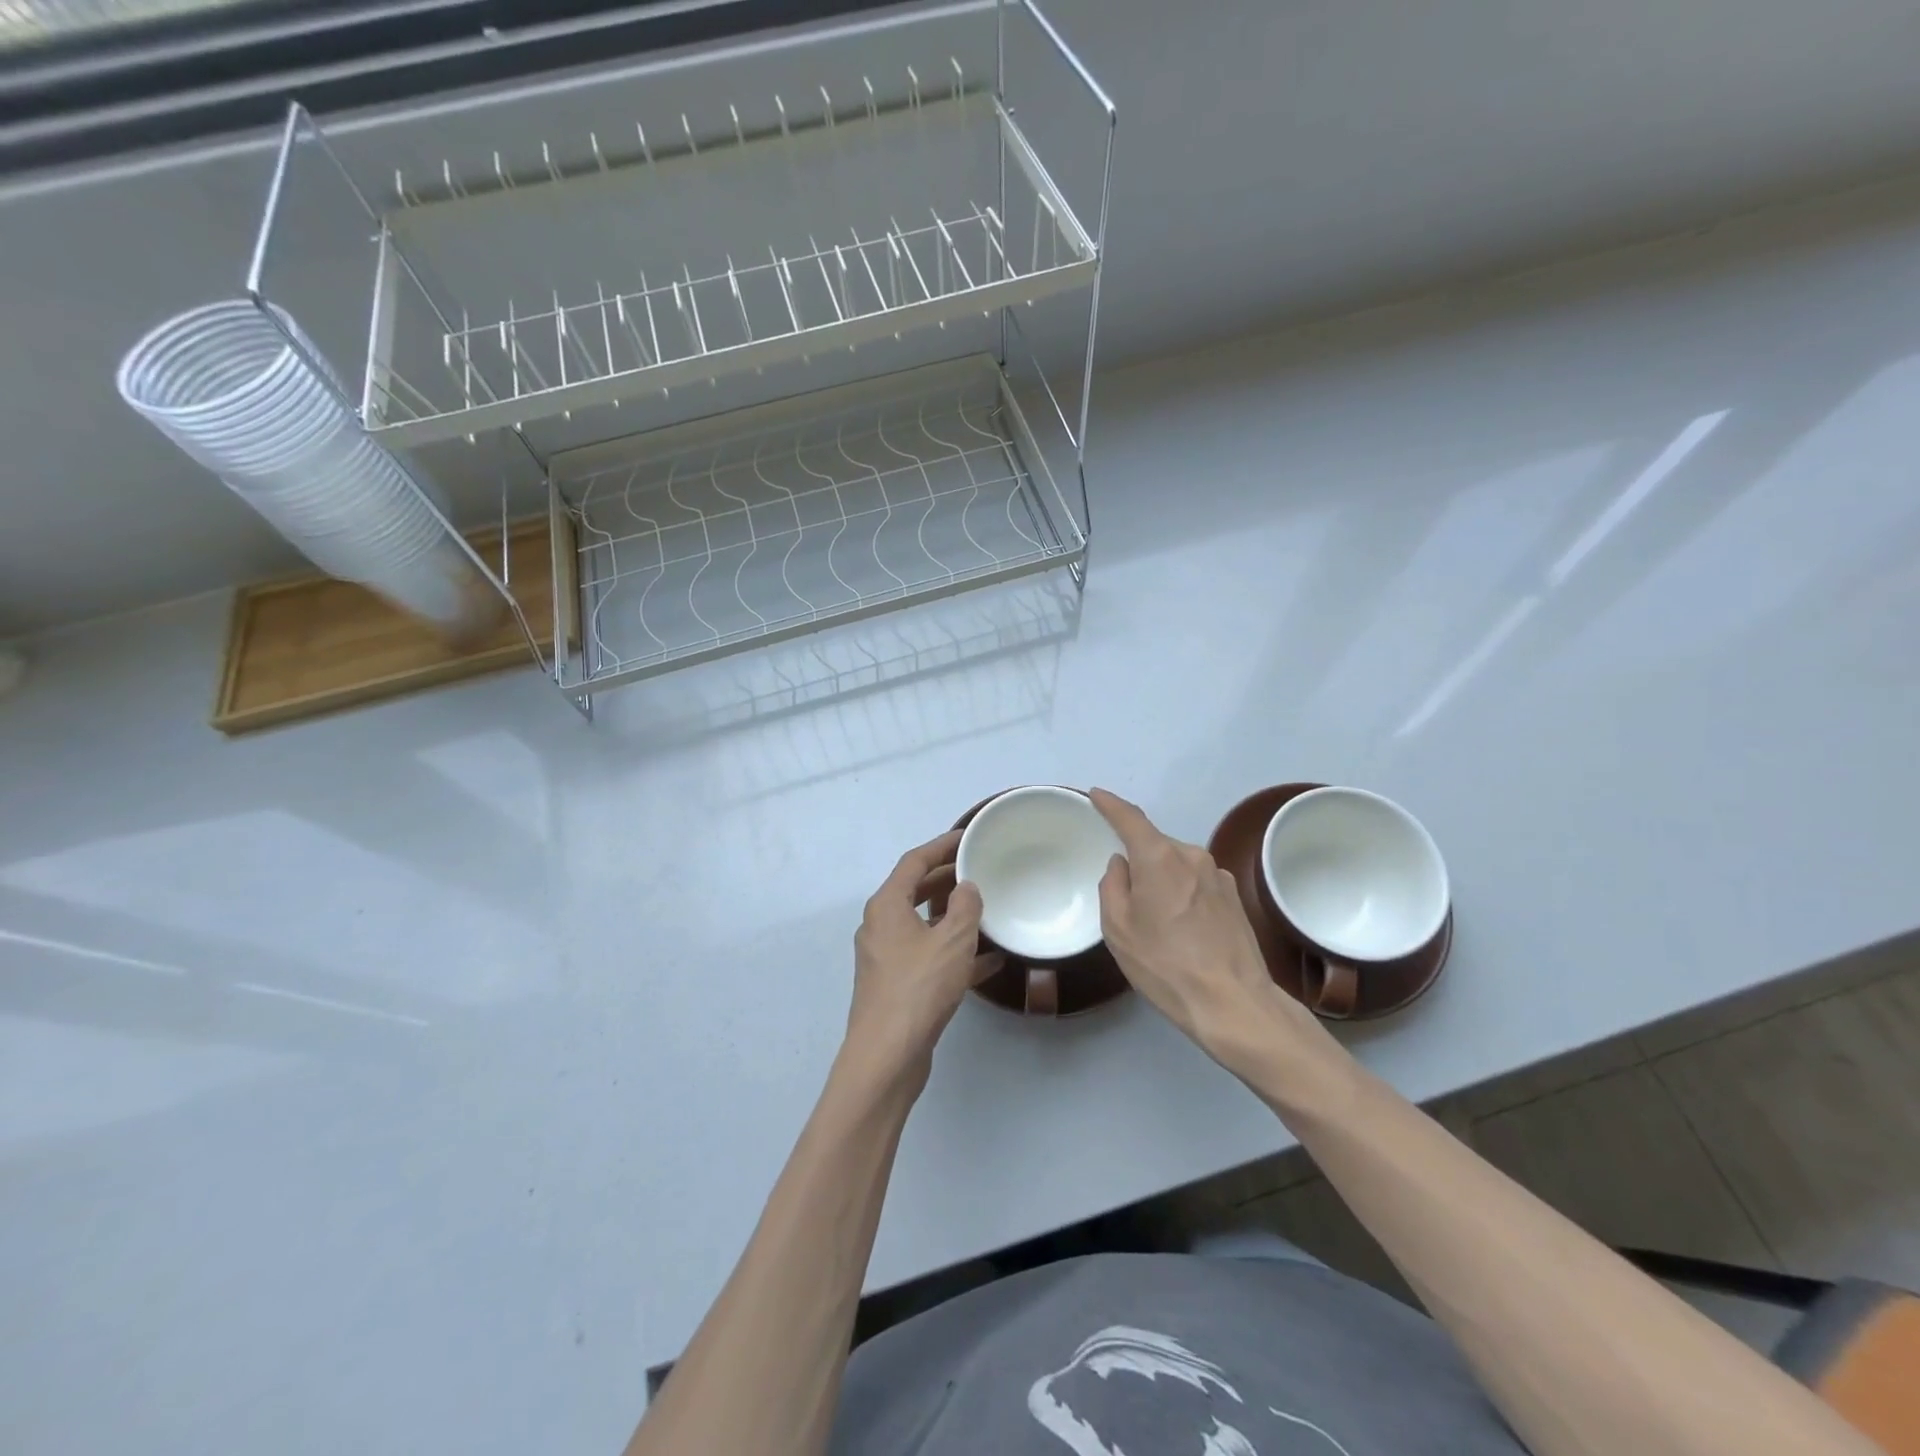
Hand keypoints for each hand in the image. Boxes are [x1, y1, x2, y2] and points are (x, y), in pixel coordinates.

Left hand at [846, 828, 1002, 1087]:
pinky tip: (989, 960)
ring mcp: (886, 957)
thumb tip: (966, 888)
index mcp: (886, 906)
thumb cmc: (919, 988)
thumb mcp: (952, 941)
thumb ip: (965, 907)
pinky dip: (953, 952)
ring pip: (923, 925)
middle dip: (948, 880)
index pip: (914, 861)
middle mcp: (880, 926)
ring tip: (986, 909)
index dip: (941, 845)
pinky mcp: (896, 985)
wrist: (887, 1056)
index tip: (968, 837)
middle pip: (915, 891)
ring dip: (952, 916)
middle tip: (980, 871)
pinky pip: (928, 956)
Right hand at [1092, 789, 1324, 1067]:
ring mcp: (1218, 875)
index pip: (1130, 818)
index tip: (1096, 795)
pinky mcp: (1235, 896)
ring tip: (1156, 920)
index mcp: (1159, 858)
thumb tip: (1122, 865)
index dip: (1110, 804)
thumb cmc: (1165, 965)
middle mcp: (1191, 856)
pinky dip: (1183, 892)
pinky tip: (1182, 928)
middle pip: (1155, 845)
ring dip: (1162, 879)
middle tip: (1125, 895)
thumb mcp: (1118, 929)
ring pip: (1177, 864)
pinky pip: (1197, 881)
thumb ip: (1113, 886)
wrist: (1233, 1003)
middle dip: (1138, 859)